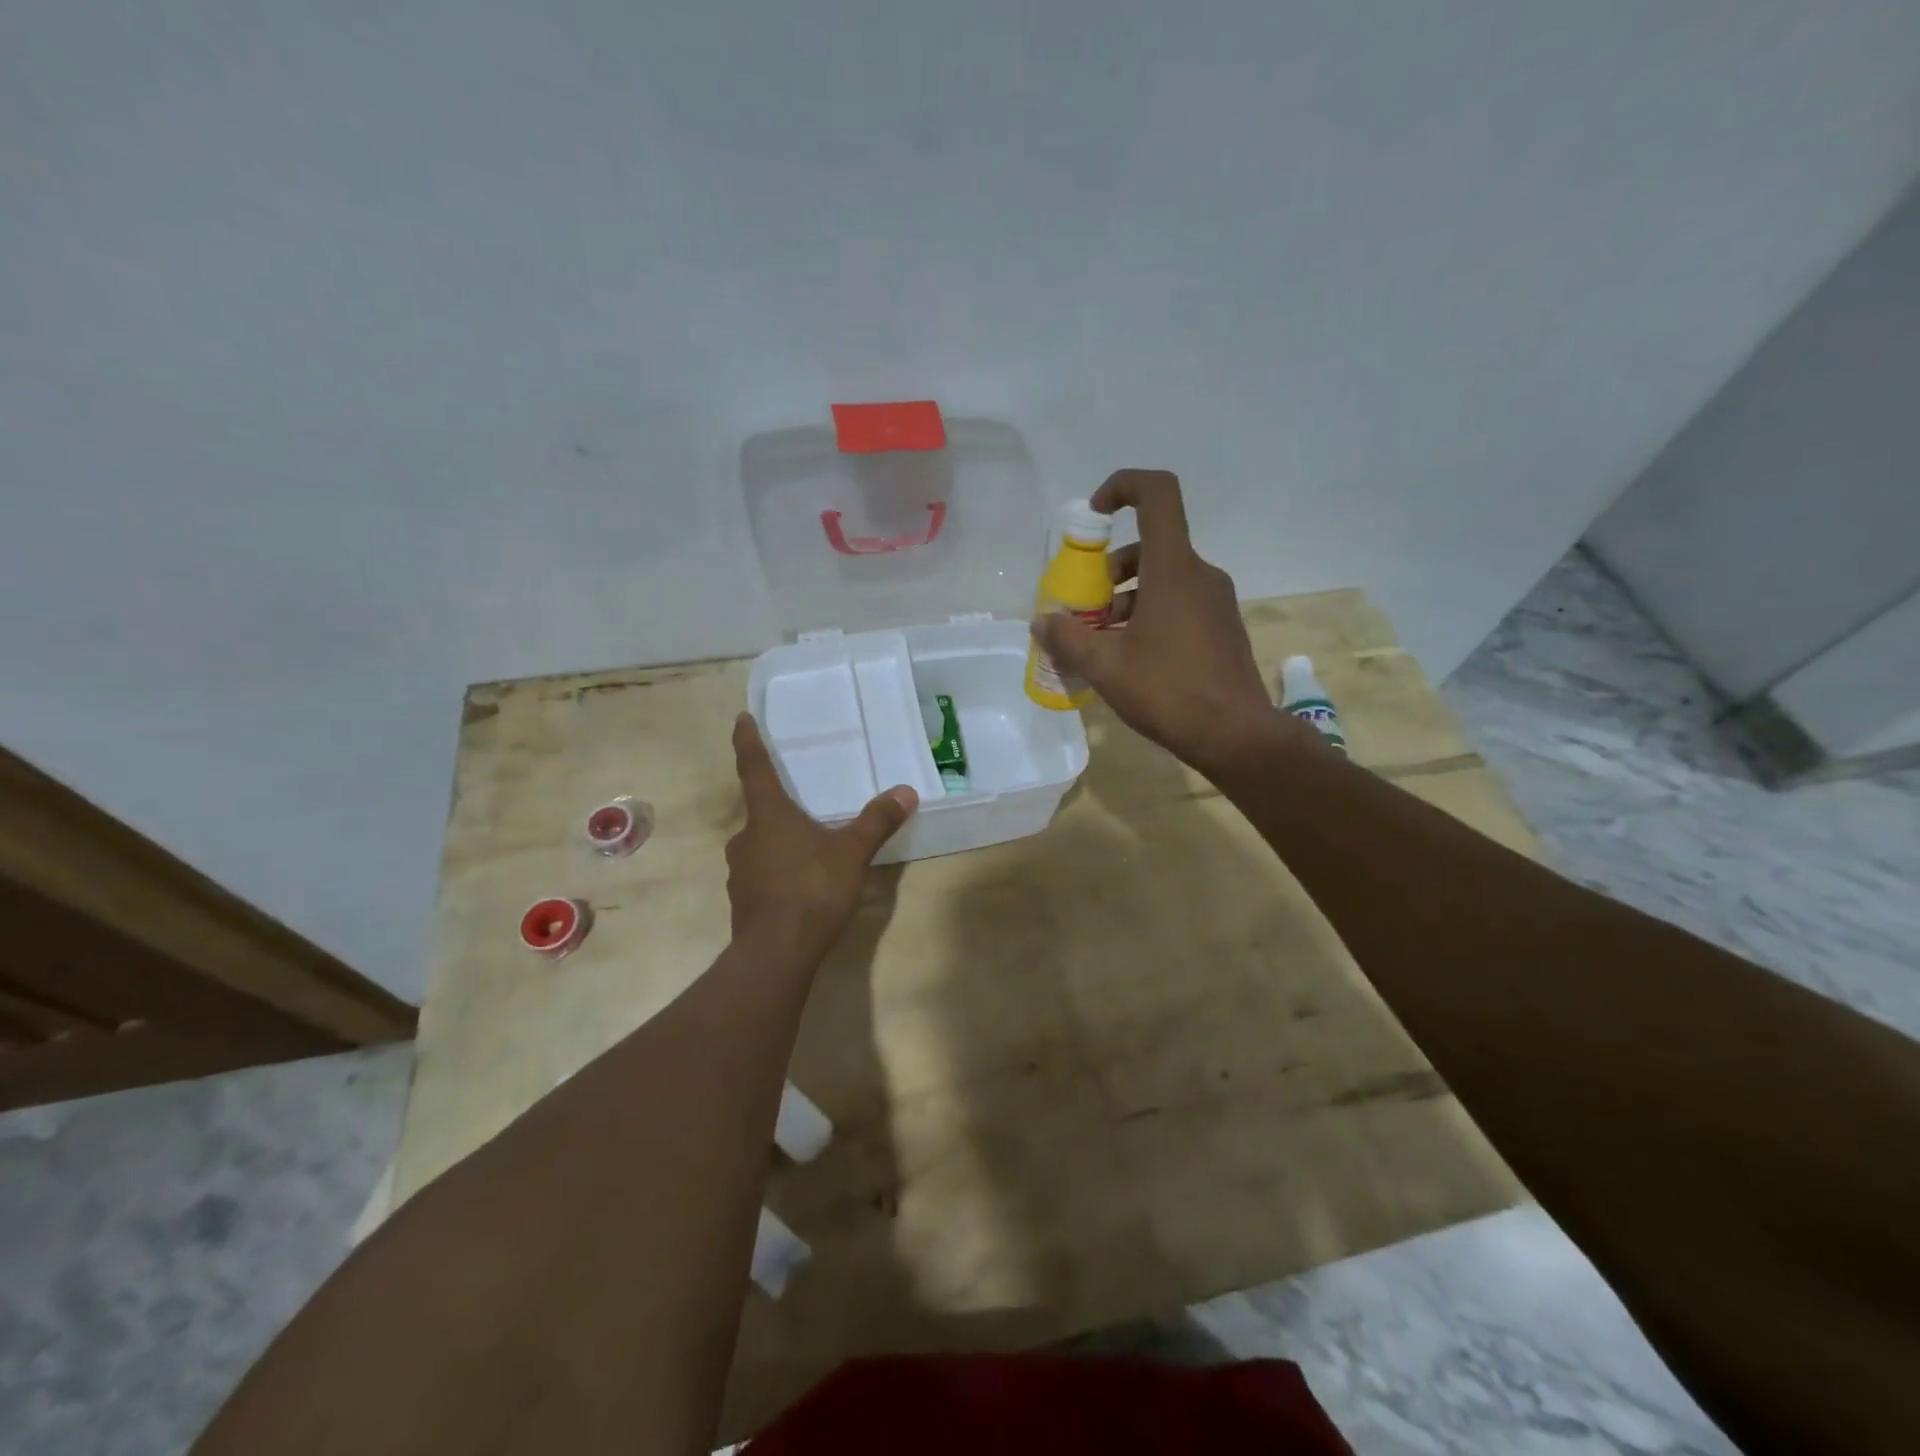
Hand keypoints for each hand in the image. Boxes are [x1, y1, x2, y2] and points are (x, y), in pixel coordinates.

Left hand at [726, 713, 917, 957]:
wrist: (776, 953)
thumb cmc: (811, 890)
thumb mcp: (851, 853)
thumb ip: (877, 822)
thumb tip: (906, 791)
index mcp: (768, 816)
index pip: (754, 767)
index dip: (748, 741)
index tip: (741, 719)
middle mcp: (746, 837)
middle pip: (759, 811)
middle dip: (777, 806)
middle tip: (800, 803)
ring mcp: (740, 871)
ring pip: (760, 845)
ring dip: (779, 842)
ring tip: (808, 849)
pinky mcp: (743, 900)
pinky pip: (762, 874)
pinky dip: (778, 872)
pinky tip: (800, 885)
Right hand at [1032, 470, 1278, 776]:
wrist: (1235, 735)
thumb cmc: (1168, 691)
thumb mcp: (1105, 666)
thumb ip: (1067, 639)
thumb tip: (1042, 622)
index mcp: (1173, 569)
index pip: (1157, 494)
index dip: (1122, 487)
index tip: (1094, 515)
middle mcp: (1199, 574)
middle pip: (1149, 547)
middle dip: (1109, 571)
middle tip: (1085, 611)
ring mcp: (1215, 601)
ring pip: (1163, 579)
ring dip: (1126, 598)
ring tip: (1102, 641)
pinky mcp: (1221, 626)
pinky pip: (1179, 603)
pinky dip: (1149, 615)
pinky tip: (1131, 658)